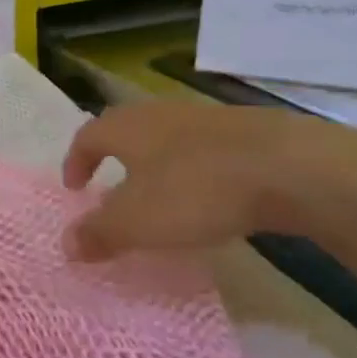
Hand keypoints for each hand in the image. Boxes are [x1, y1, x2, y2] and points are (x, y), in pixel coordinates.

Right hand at [61, 100, 356, 260]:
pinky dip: (192, 168)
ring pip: (165, 137)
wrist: (291, 166)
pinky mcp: (244, 129)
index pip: (87, 136)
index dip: (76, 162)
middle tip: (110, 188)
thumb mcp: (138, 222)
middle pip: (125, 130)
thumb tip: (65, 245)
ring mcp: (204, 117)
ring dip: (154, 163)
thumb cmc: (197, 190)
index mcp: (126, 127)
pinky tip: (208, 194)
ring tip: (159, 195)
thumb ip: (99, 233)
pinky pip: (202, 148)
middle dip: (113, 158)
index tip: (75, 187)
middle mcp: (158, 113)